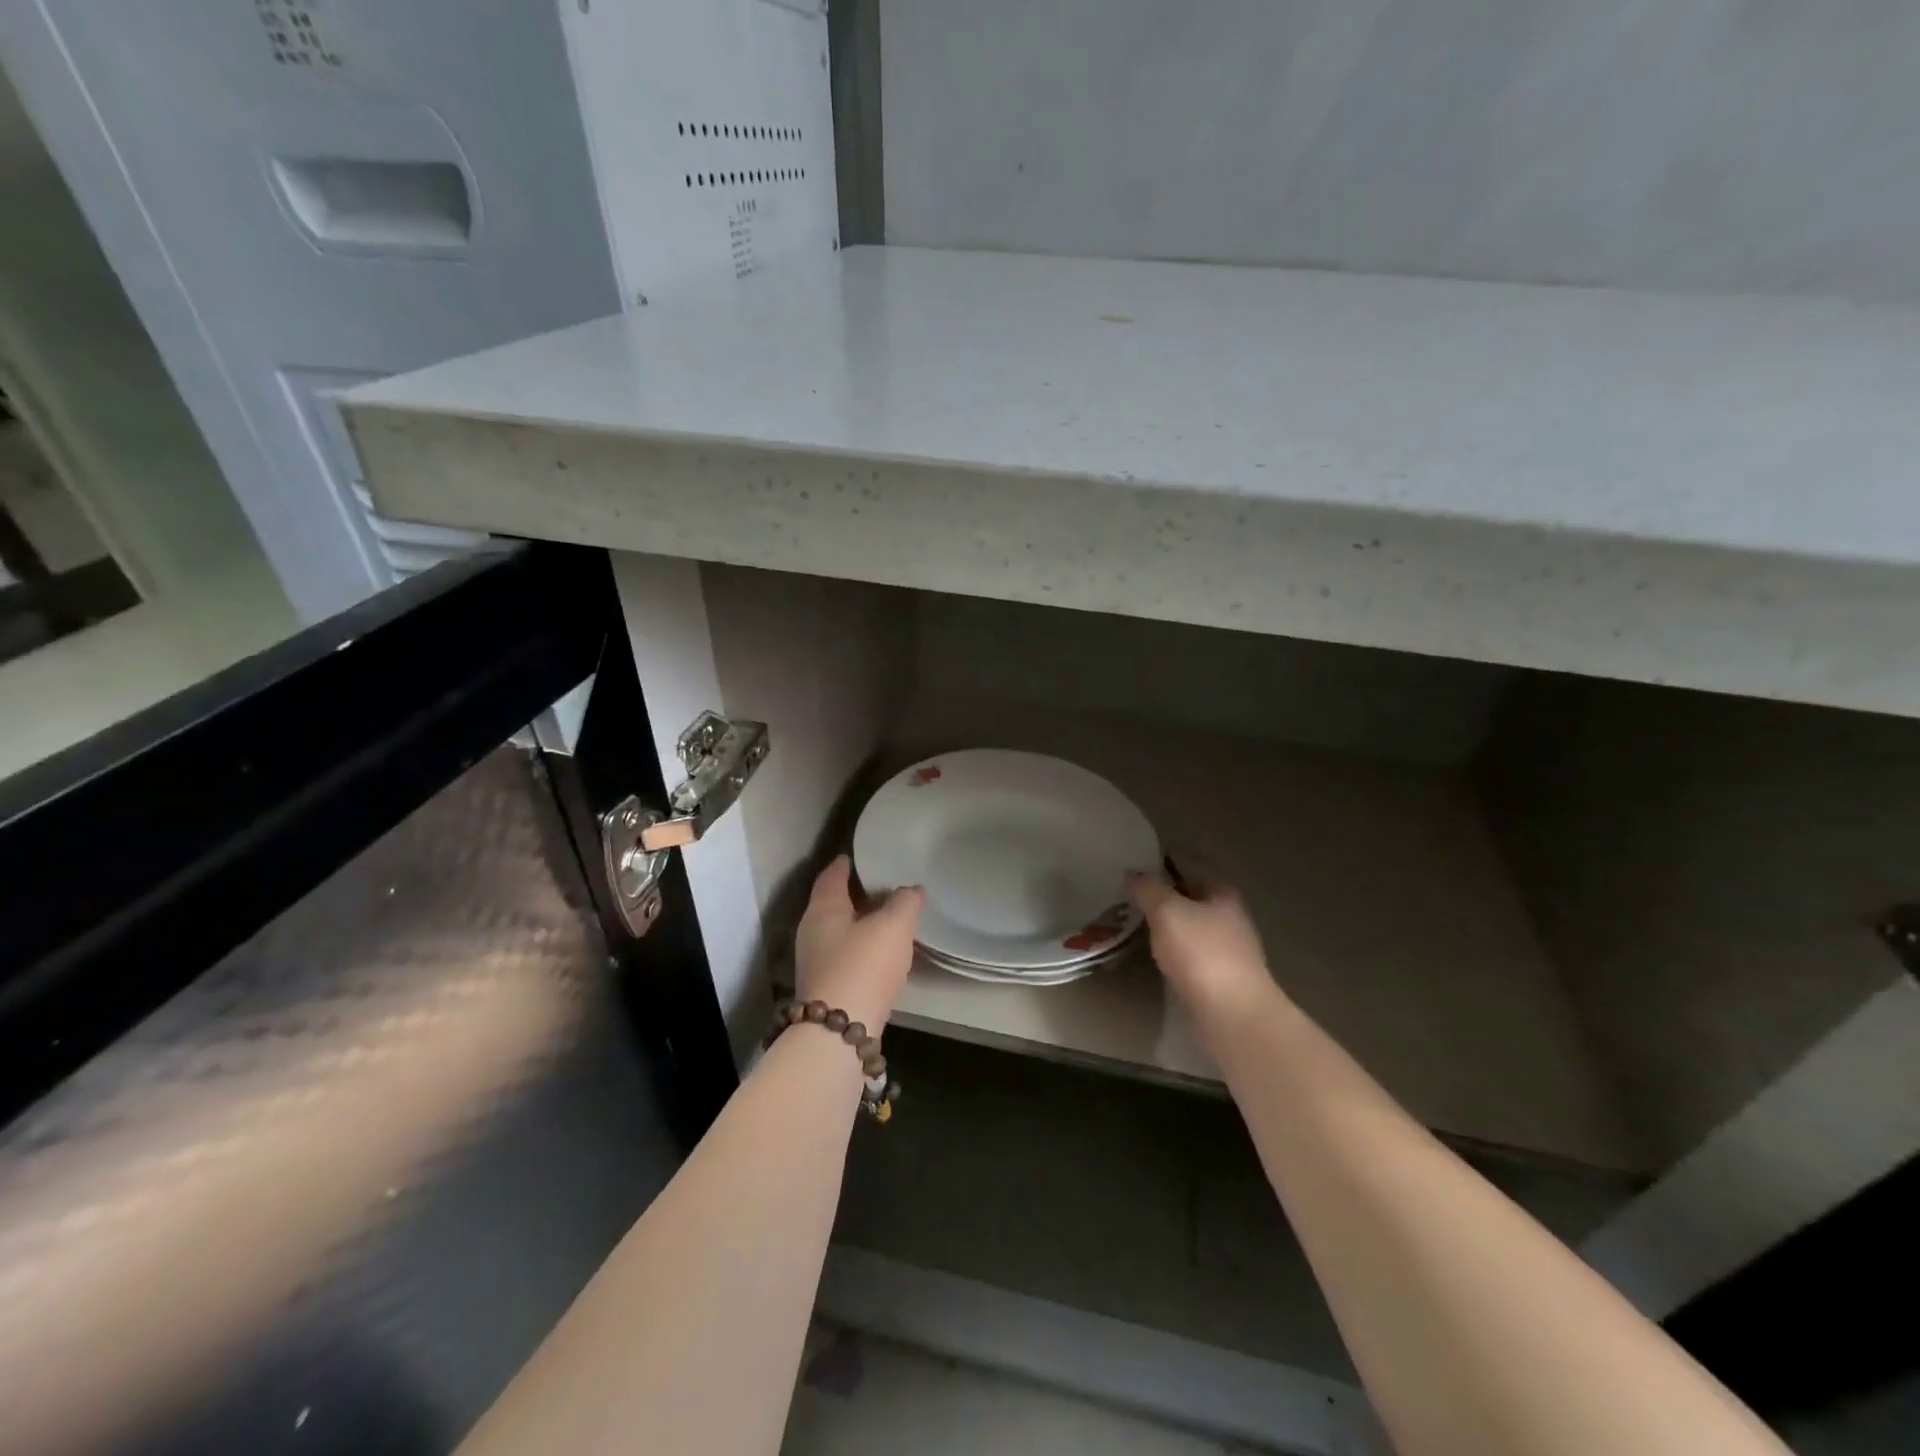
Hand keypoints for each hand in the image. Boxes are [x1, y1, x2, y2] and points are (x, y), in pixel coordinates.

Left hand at [794, 856, 923, 1032]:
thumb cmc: (863, 966)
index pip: (832, 876)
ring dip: (860, 924)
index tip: (857, 856)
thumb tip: (911, 890)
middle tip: (882, 885)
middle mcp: (812, 932)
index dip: (845, 864)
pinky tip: (882, 954)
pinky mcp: (826, 989)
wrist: (839, 1033)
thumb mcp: (893, 926)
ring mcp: (816, 963)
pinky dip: (862, 949)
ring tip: (888, 919)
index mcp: (823, 909)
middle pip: (833, 904)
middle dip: (855, 895)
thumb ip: (904, 902)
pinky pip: (846, 957)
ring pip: (840, 932)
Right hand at [1125, 868, 1284, 1025]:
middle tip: (1127, 890)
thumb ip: (1148, 889)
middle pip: (1190, 894)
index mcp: (1221, 892)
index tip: (1133, 861)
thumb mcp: (1167, 911)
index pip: (1189, 863)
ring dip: (1166, 921)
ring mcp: (1227, 948)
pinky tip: (1153, 951)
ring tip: (1133, 918)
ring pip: (1189, 924)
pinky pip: (1189, 952)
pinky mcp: (1219, 977)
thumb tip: (1131, 873)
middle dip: (1162, 892)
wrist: (1233, 1015)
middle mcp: (1229, 915)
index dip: (1161, 860)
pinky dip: (1171, 947)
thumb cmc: (1202, 953)